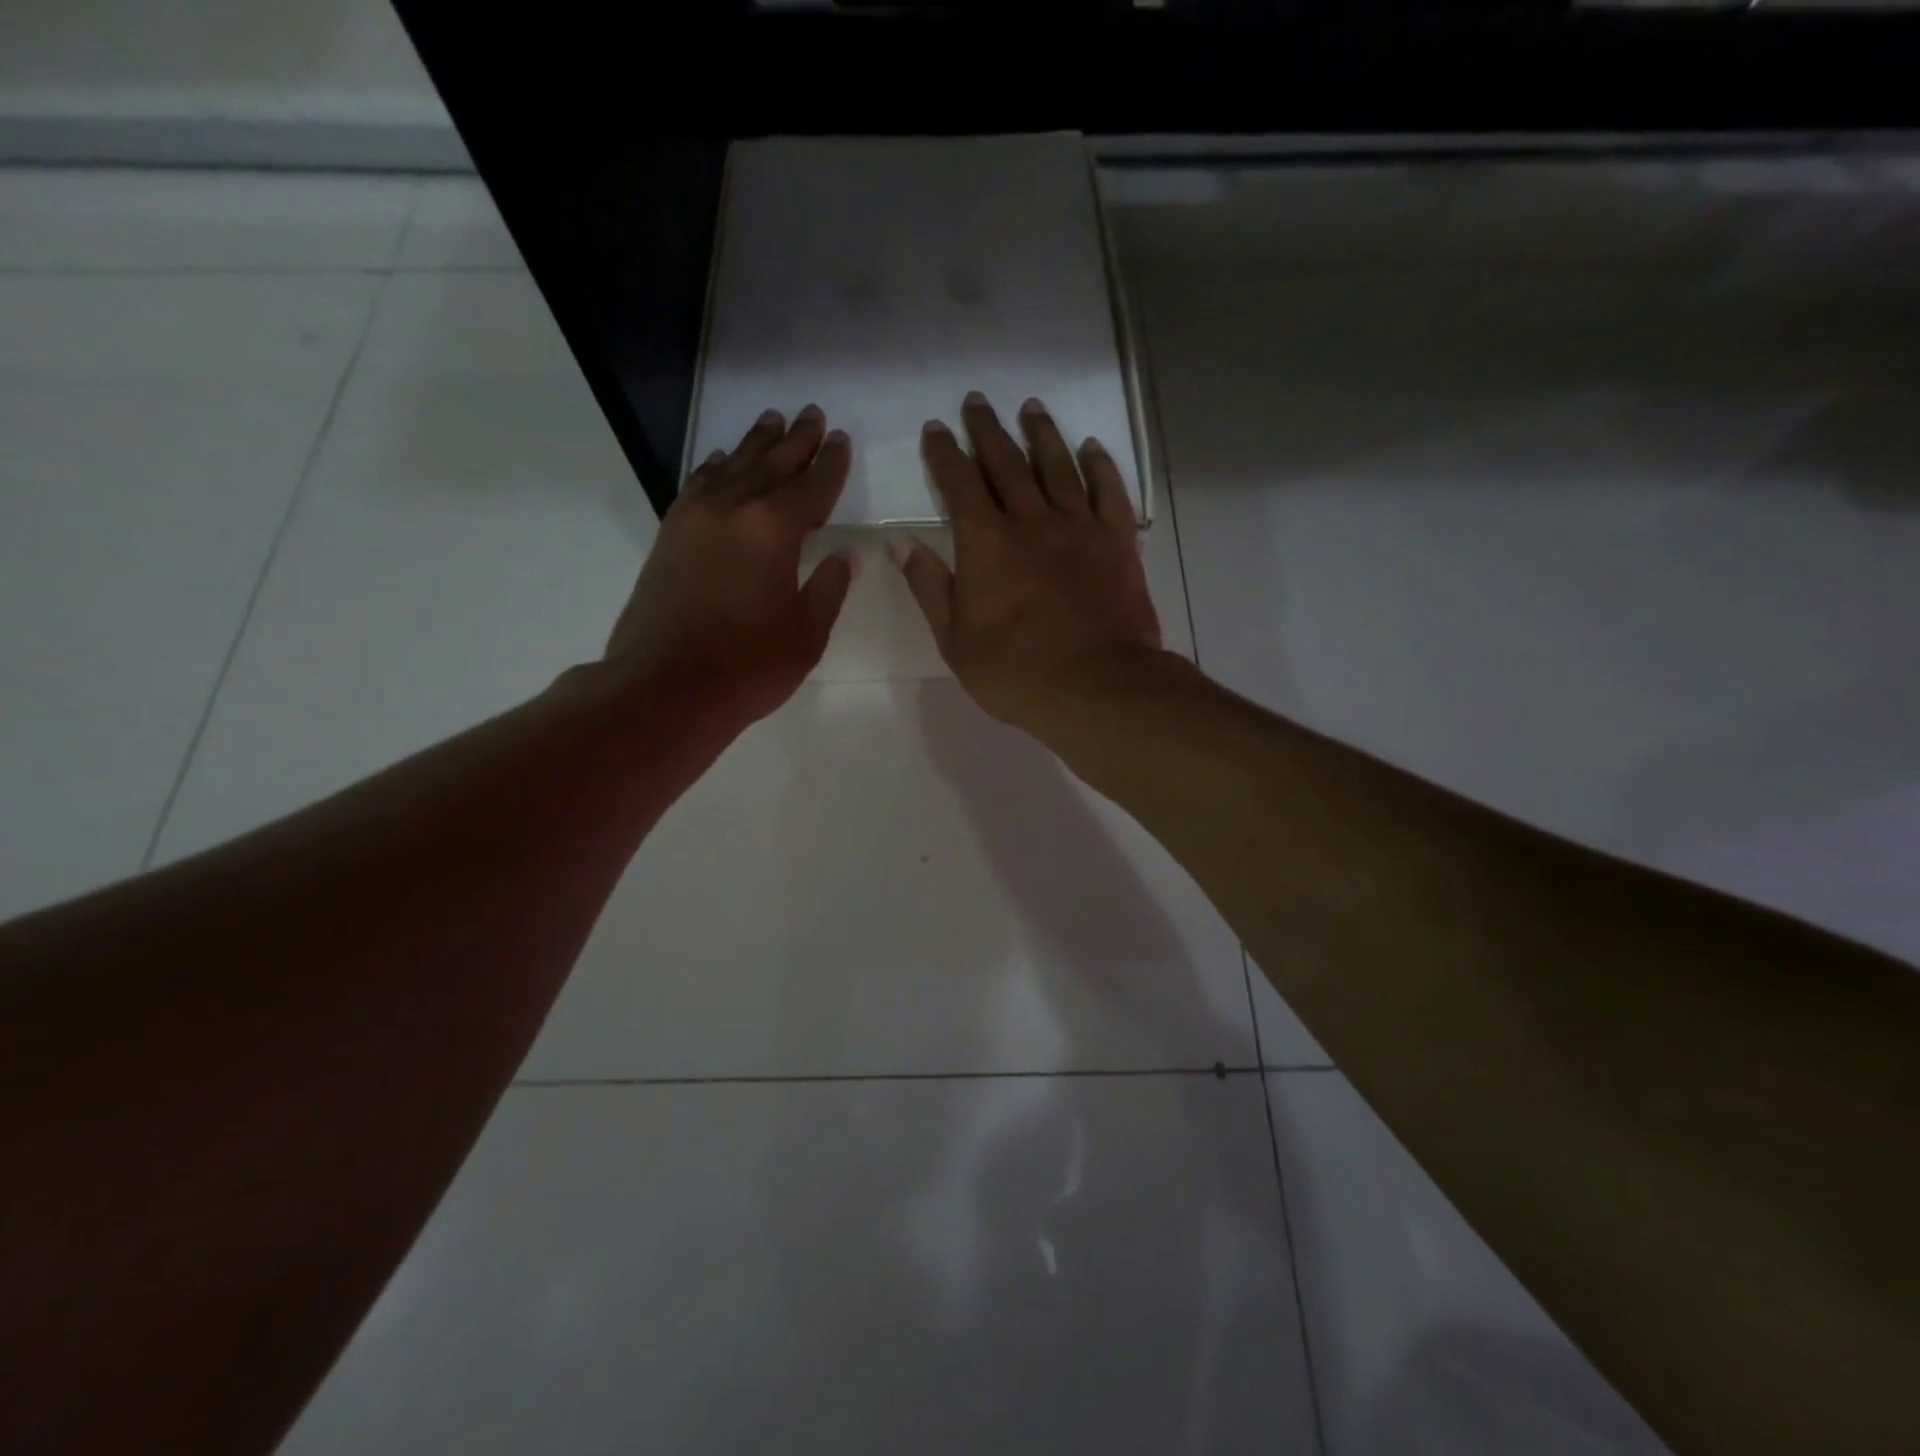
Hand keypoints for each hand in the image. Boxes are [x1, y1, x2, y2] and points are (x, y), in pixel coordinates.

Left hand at [605, 405, 852, 726]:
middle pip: (771, 464)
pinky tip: (721, 460)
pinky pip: (698, 487)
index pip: (812, 486)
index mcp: (774, 529)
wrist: (665, 688)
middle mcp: (733, 509)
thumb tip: (844, 555)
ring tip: (773, 420)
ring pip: (732, 467)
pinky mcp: (670, 536)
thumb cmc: (749, 665)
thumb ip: (829, 587)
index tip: (841, 439)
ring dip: (755, 444)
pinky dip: (714, 469)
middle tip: (813, 415)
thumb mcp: (807, 632)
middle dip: (796, 440)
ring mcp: (695, 519)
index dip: (830, 463)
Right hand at [893, 392, 1168, 741]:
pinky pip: (1109, 492)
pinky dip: (1099, 466)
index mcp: (986, 543)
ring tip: (1030, 407)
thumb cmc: (1016, 672)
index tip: (935, 428)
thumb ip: (929, 586)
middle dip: (987, 430)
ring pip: (1058, 466)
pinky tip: (1091, 447)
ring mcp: (1079, 527)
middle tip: (977, 402)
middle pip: (1007, 463)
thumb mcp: (955, 639)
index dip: (945, 453)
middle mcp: (1032, 521)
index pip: (959, 483)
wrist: (1097, 687)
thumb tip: (900, 542)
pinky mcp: (1118, 542)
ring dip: (1041, 434)